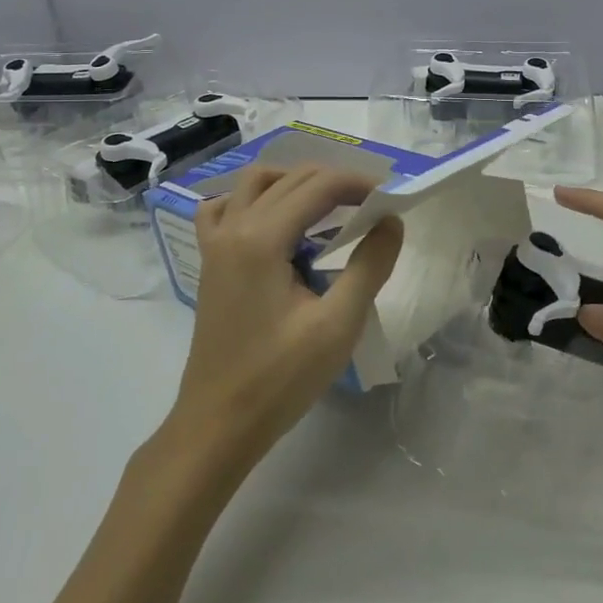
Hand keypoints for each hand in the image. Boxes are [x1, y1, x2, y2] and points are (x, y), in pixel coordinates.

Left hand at [174, 165, 403, 465]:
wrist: (219, 424)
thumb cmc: (280, 378)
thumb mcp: (337, 324)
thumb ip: (369, 265)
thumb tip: (391, 221)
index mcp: (262, 238)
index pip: (318, 186)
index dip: (359, 183)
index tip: (392, 198)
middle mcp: (234, 227)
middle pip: (289, 178)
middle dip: (334, 181)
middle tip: (372, 204)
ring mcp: (216, 244)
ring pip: (255, 183)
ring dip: (295, 182)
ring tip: (330, 206)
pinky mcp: (210, 262)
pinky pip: (226, 209)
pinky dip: (254, 200)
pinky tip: (276, 222)